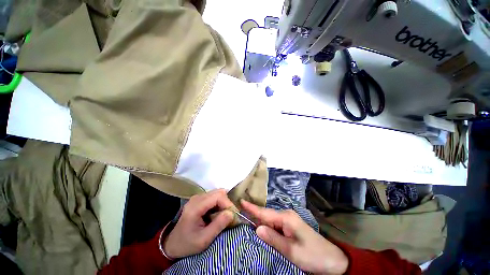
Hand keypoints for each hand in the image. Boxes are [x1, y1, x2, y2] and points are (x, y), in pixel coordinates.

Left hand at [164, 189, 234, 257]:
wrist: (172, 244)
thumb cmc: (187, 244)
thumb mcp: (204, 239)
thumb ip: (218, 225)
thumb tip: (232, 213)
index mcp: (196, 207)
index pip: (218, 196)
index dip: (228, 203)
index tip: (234, 215)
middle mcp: (197, 198)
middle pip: (218, 192)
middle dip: (227, 203)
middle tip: (230, 216)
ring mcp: (197, 197)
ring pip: (217, 193)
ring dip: (224, 203)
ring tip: (224, 216)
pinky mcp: (199, 199)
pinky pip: (214, 196)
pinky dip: (219, 203)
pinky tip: (218, 213)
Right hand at [241, 199, 348, 274]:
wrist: (332, 260)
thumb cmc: (312, 255)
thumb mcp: (291, 251)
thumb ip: (273, 238)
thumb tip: (257, 228)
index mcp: (286, 218)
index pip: (264, 212)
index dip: (252, 207)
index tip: (241, 201)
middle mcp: (286, 215)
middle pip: (266, 215)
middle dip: (254, 216)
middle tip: (240, 216)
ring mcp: (288, 220)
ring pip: (270, 220)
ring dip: (260, 223)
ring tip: (247, 222)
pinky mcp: (290, 226)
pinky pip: (275, 225)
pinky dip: (267, 227)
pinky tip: (261, 230)